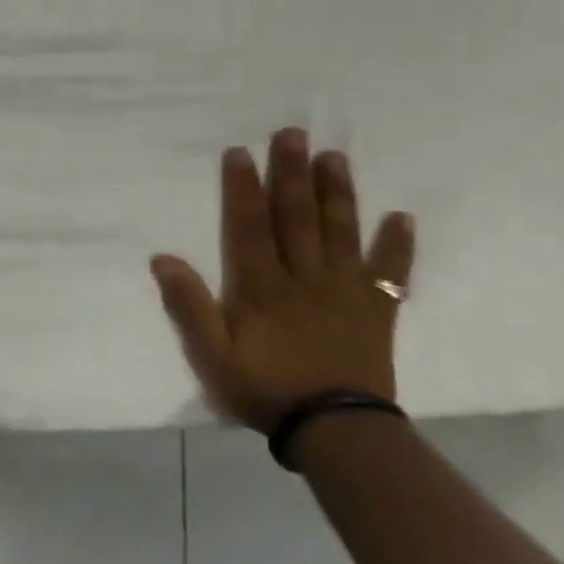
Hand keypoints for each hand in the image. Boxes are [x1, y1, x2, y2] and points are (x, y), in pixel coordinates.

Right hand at [150, 128, 415, 433]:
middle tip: (293, 133)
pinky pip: (390, 274)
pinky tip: (402, 218)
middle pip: (296, 218)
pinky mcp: (375, 312)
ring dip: (336, 194)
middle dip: (291, 174)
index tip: (240, 152)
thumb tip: (162, 258)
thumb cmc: (264, 389)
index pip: (249, 227)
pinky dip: (397, 246)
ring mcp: (344, 292)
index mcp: (261, 286)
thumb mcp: (210, 354)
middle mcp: (304, 278)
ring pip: (339, 233)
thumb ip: (188, 305)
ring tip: (334, 156)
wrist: (334, 431)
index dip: (243, 189)